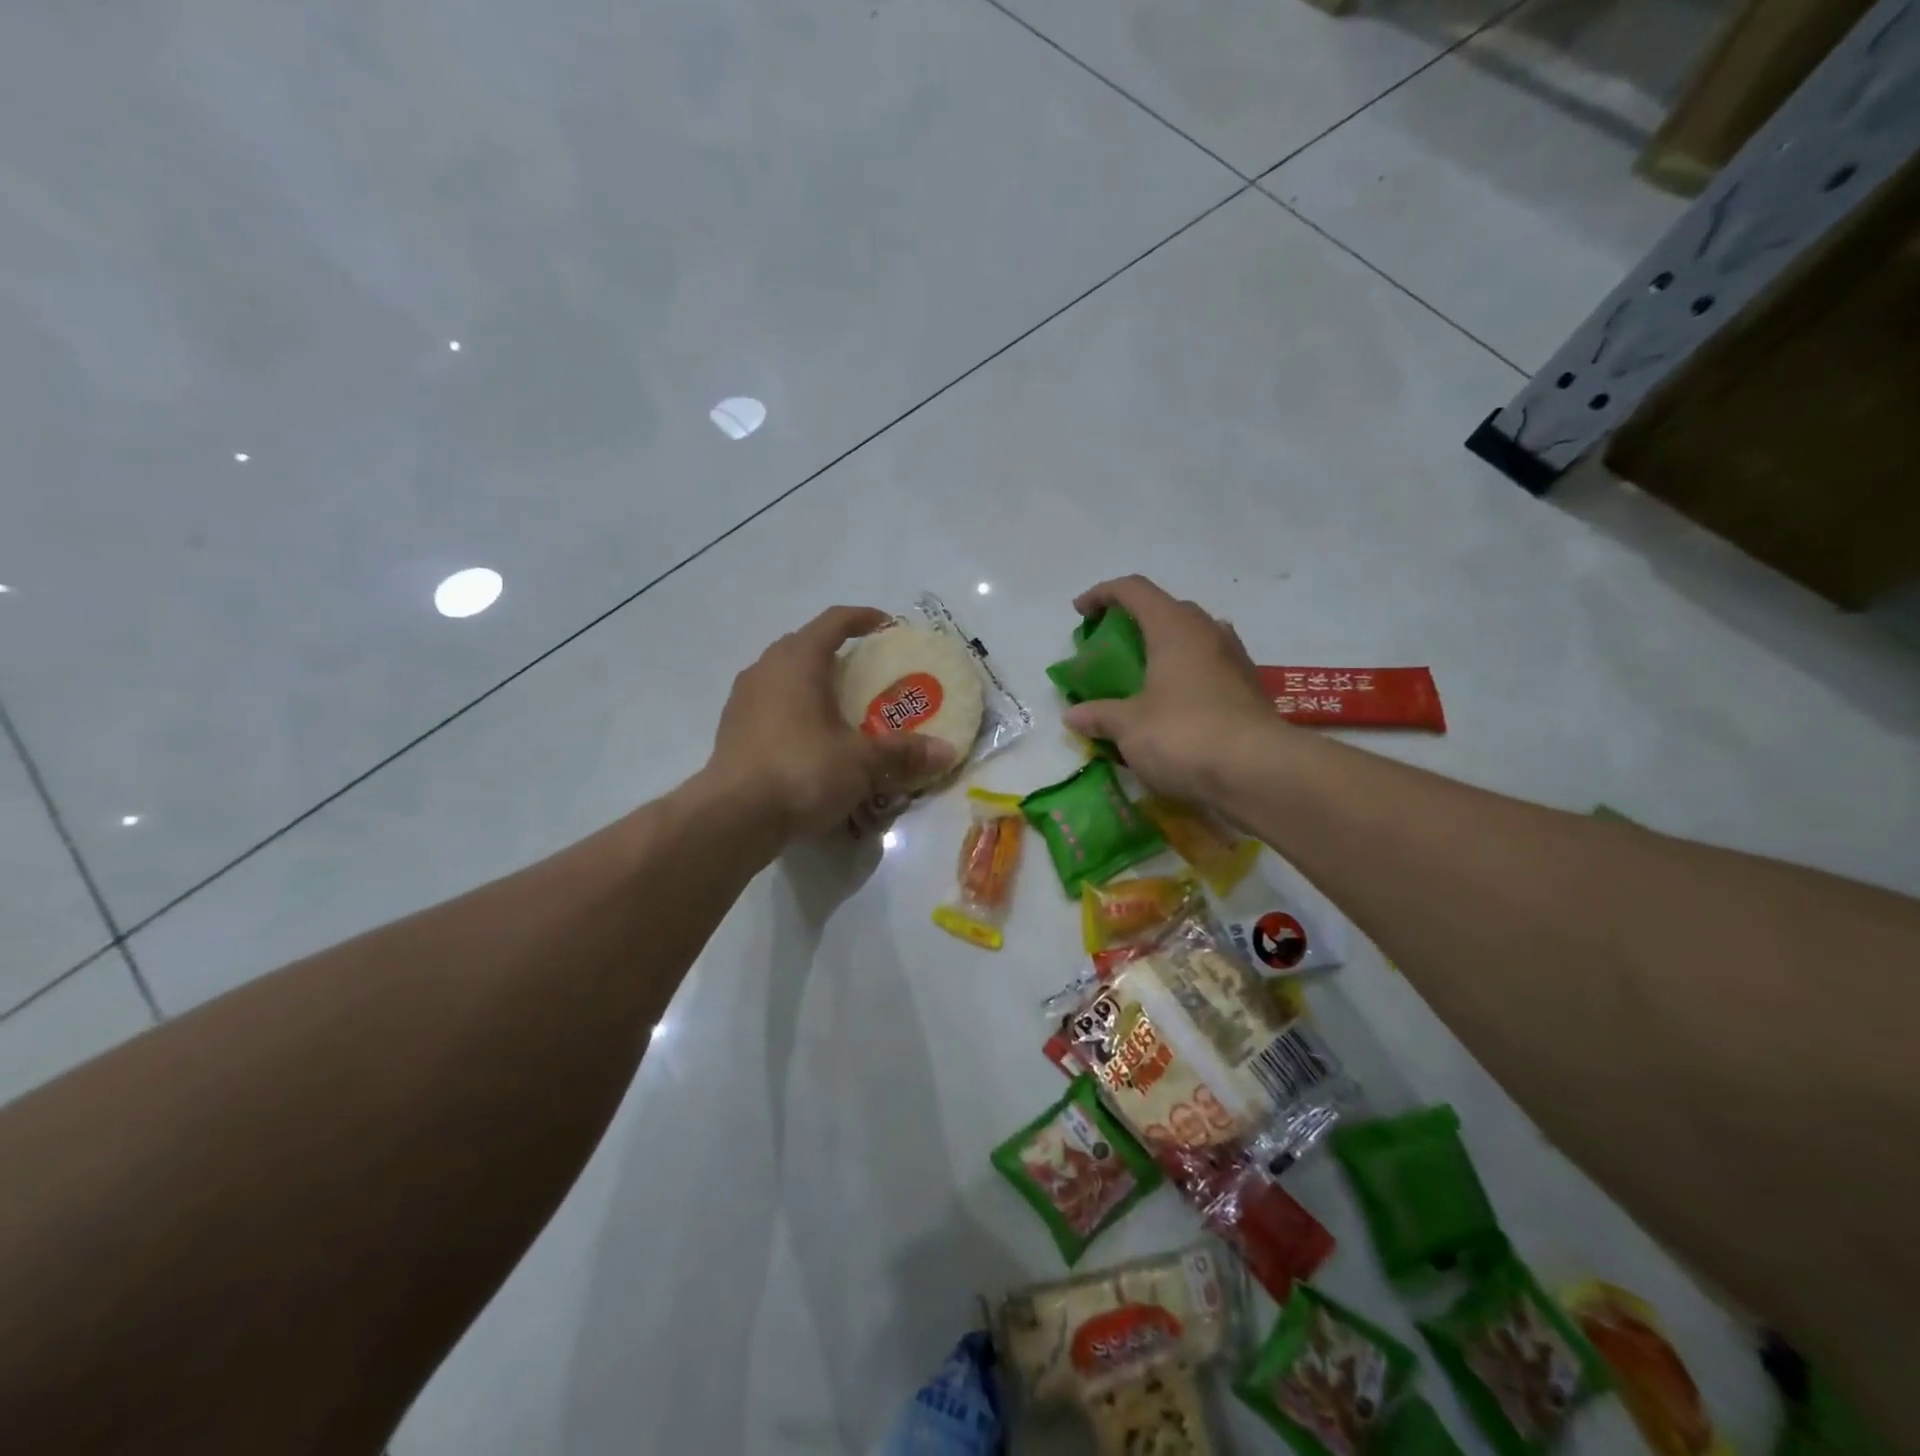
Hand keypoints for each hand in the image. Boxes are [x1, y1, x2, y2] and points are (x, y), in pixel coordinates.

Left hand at [709, 606, 956, 841]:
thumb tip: (946, 752)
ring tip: (842, 708)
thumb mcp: (861, 762)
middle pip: (806, 646)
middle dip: (838, 654)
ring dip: (814, 684)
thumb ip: (903, 753)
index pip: (834, 622)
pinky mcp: (732, 730)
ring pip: (785, 677)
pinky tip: (812, 741)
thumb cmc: (802, 771)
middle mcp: (765, 670)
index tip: (887, 626)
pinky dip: (796, 712)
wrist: (733, 818)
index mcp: (797, 661)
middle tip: (869, 674)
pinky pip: (771, 706)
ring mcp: (743, 700)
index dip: (863, 618)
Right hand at [1061, 576, 1279, 808]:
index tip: (1080, 612)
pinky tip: (1174, 706)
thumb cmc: (1184, 735)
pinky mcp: (1249, 689)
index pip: (1134, 590)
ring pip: (1193, 638)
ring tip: (1143, 677)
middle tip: (1112, 649)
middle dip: (1135, 622)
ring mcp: (1234, 659)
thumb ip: (1099, 716)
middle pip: (1167, 610)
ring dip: (1165, 649)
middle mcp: (1208, 632)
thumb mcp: (1129, 728)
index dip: (1102, 594)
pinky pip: (1209, 668)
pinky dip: (1186, 676)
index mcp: (1174, 628)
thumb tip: (1073, 715)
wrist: (1259, 772)